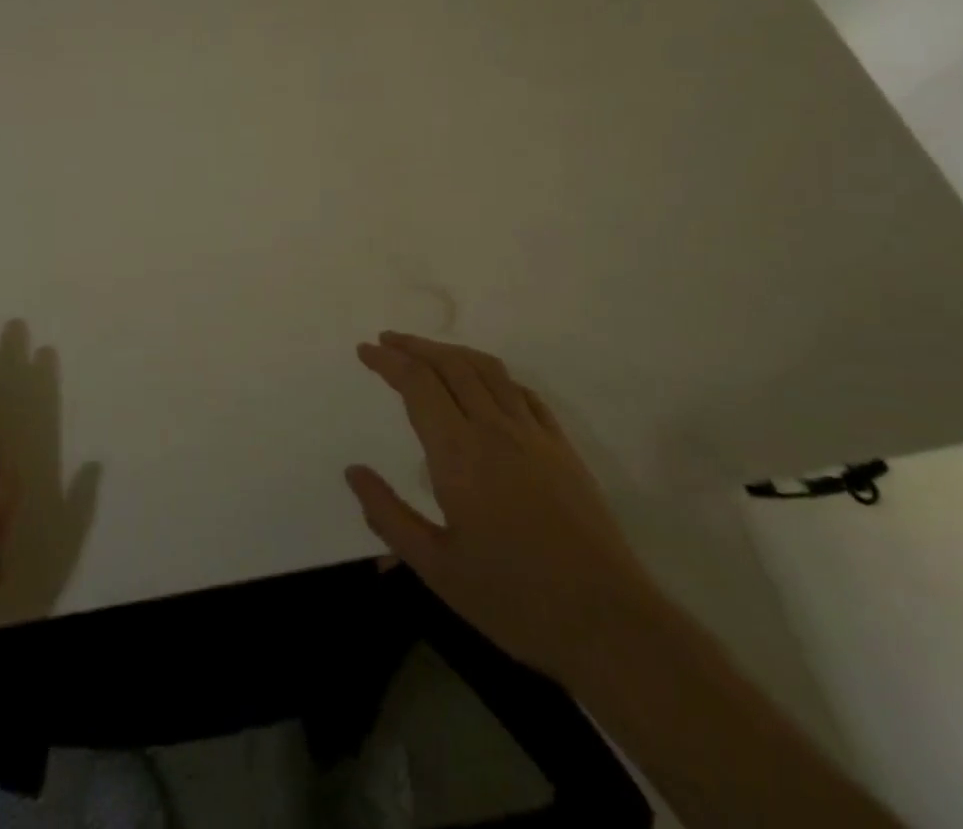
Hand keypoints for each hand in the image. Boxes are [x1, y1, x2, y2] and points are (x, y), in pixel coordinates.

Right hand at [345, 332, 659, 685]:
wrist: (609, 623)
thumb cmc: (513, 598)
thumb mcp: (436, 568)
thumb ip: (388, 516)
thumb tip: (353, 472)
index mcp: (458, 452)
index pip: (417, 383)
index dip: (388, 360)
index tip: (366, 350)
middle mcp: (494, 429)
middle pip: (450, 364)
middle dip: (414, 346)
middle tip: (388, 340)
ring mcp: (534, 435)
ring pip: (488, 370)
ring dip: (452, 352)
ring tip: (429, 352)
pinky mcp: (563, 448)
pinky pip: (523, 393)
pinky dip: (495, 375)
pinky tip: (487, 385)